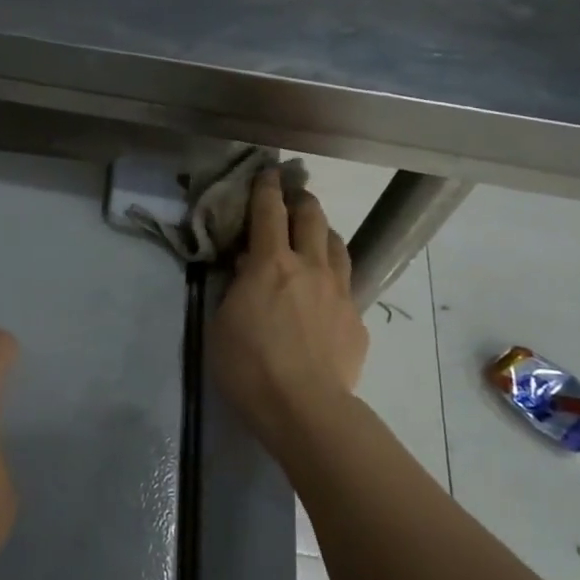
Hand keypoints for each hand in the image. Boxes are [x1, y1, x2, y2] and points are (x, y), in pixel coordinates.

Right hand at [210, 172, 368, 448]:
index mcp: (271, 263)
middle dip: (301, 200)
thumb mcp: (222, 322)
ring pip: (338, 245)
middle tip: (294, 196)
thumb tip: (249, 268)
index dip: (266, 187)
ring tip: (316, 235)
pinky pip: (347, 285)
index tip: (268, 172)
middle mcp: (310, 266)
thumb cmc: (249, 366)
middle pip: (312, 217)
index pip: (269, 211)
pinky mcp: (357, 319)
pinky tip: (326, 295)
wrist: (305, 407)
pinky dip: (333, 278)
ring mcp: (340, 291)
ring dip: (324, 232)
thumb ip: (236, 288)